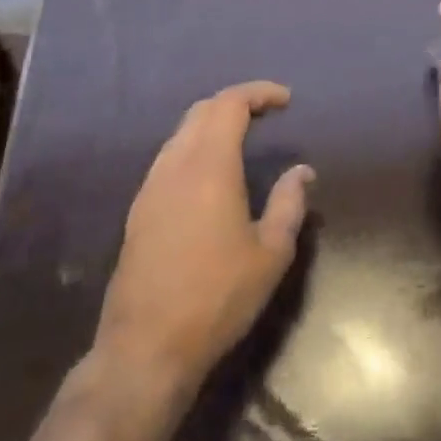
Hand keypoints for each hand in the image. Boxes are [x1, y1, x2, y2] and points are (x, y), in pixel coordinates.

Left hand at [95, 81, 312, 384]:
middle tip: (267, 113)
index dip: (259, 93)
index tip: (286, 100)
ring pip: (181, 133)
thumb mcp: (270, 254)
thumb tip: (301, 171)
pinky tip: (211, 173)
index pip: (230, 104)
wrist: (146, 348)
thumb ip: (289, 204)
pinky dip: (195, 146)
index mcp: (209, 166)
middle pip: (202, 111)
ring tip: (242, 137)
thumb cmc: (217, 298)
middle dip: (236, 102)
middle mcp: (175, 165)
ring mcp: (151, 187)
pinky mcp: (138, 210)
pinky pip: (169, 158)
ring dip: (212, 123)